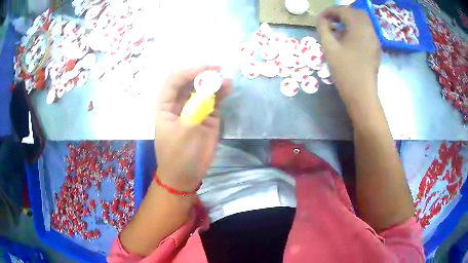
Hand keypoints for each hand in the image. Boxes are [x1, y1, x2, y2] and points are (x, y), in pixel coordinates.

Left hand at [155, 66, 230, 190]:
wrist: (185, 176)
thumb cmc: (179, 156)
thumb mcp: (186, 131)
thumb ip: (197, 108)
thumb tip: (211, 87)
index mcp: (165, 106)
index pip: (174, 81)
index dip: (188, 72)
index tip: (205, 69)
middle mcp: (178, 104)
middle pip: (189, 83)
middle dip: (202, 75)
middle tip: (218, 71)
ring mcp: (193, 110)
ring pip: (202, 90)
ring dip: (213, 84)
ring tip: (227, 82)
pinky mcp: (206, 117)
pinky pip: (212, 101)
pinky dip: (220, 94)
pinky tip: (228, 89)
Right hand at [317, 7, 380, 107]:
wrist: (362, 94)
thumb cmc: (345, 71)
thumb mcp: (329, 48)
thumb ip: (323, 29)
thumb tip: (321, 20)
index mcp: (359, 27)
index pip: (343, 10)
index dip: (330, 11)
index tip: (321, 19)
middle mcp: (369, 30)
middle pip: (356, 12)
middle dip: (342, 13)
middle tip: (331, 21)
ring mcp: (374, 39)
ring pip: (363, 21)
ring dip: (350, 20)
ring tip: (338, 29)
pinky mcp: (376, 48)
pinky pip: (366, 31)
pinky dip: (357, 29)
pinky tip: (348, 38)